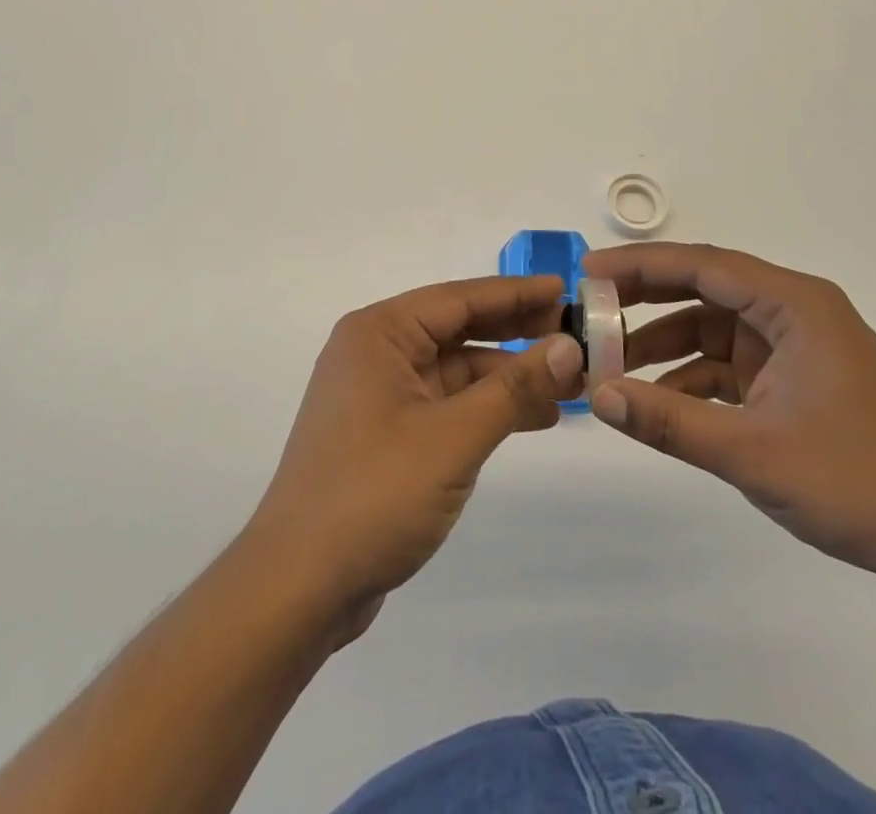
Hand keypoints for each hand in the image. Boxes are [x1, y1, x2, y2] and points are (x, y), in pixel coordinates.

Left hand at [244, 274, 583, 638]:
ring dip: (508, 377)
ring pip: (456, 371)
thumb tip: (569, 347)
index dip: (517, 293)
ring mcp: (379, 396)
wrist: (299, 586)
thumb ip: (514, 388)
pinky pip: (446, 404)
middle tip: (576, 336)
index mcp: (379, 334)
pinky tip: (533, 418)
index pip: (459, 298)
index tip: (565, 289)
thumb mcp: (454, 436)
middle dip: (517, 334)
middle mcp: (376, 353)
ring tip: (570, 385)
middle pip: (458, 330)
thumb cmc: (374, 494)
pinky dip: (486, 408)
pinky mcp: (385, 435)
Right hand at [583, 242, 875, 585]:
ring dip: (664, 345)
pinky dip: (691, 378)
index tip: (589, 270)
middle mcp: (794, 312)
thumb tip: (597, 395)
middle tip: (589, 307)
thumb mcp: (751, 452)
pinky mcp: (792, 378)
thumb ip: (669, 421)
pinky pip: (727, 363)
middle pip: (705, 288)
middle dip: (646, 298)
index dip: (642, 264)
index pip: (705, 265)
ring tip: (612, 364)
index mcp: (795, 305)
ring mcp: (794, 346)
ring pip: (712, 327)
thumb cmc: (855, 483)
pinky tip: (656, 401)